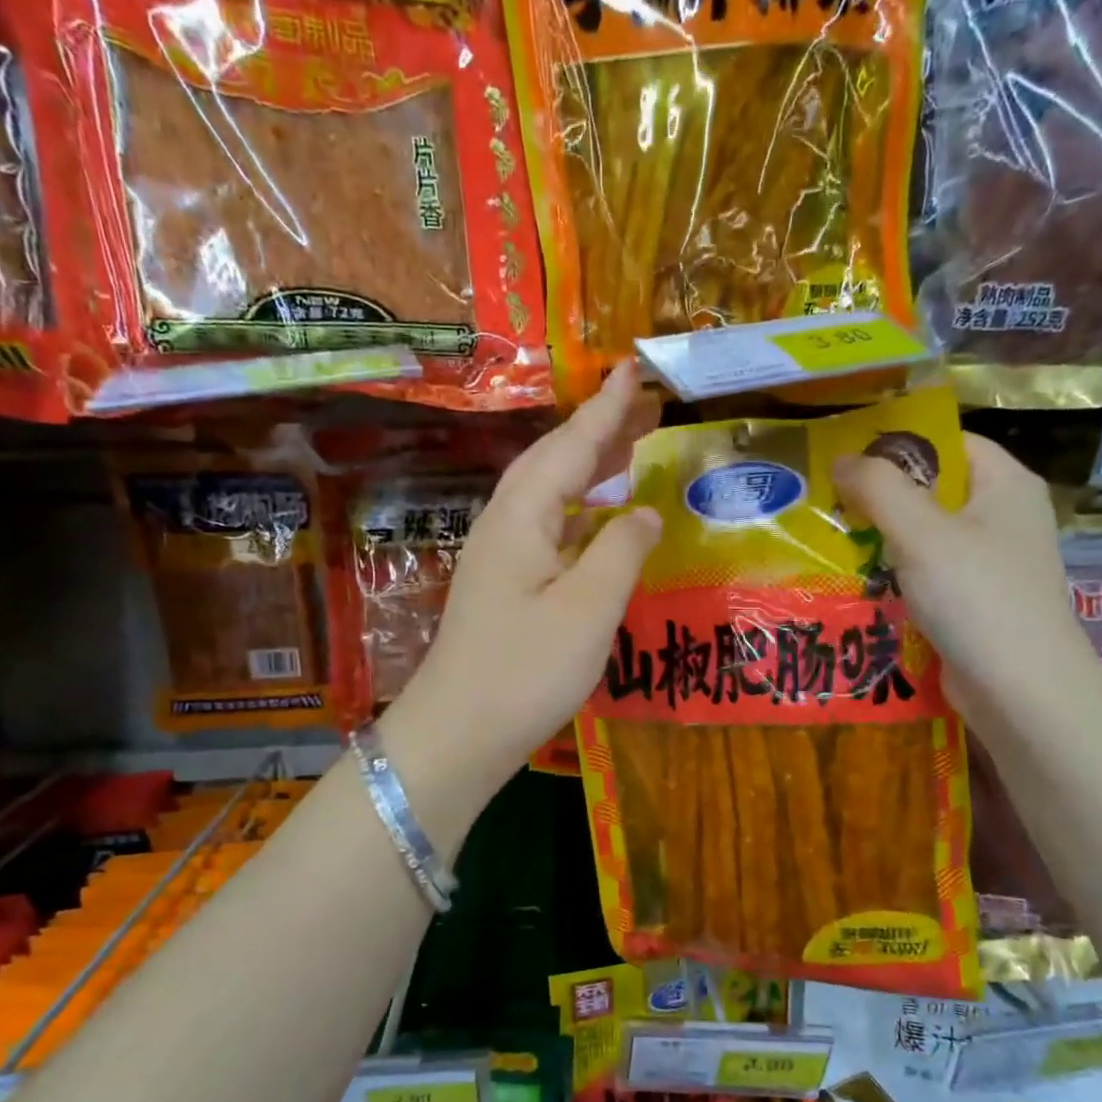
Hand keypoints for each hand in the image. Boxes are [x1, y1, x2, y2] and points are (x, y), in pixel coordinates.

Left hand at [385, 362, 661, 794]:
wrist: (458, 733)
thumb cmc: (525, 670)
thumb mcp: (588, 609)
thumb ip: (621, 552)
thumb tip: (643, 512)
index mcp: (522, 518)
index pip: (570, 447)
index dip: (605, 409)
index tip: (633, 368)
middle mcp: (504, 525)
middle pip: (553, 462)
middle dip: (597, 430)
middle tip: (642, 406)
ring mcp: (499, 557)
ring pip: (548, 494)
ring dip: (587, 467)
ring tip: (629, 450)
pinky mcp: (503, 586)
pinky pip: (547, 527)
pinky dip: (579, 510)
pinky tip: (599, 521)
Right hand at [832, 433, 1095, 717]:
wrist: (1020, 689)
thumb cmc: (976, 597)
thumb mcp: (921, 532)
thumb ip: (879, 488)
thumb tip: (842, 459)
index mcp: (1005, 484)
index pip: (947, 442)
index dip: (897, 445)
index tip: (845, 459)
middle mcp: (1003, 516)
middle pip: (932, 489)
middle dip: (880, 497)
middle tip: (827, 504)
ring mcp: (991, 562)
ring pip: (925, 535)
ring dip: (881, 539)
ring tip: (832, 542)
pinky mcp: (974, 601)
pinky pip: (927, 574)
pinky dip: (894, 575)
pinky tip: (858, 583)